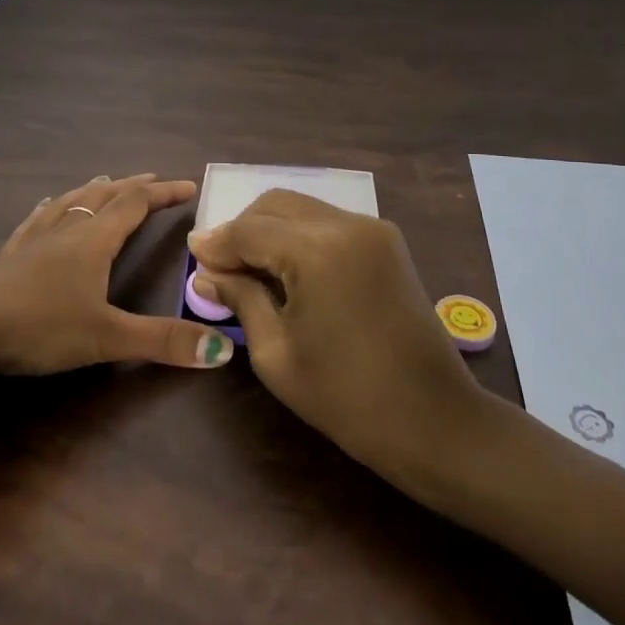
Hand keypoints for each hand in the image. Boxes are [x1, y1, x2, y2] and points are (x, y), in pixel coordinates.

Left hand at [0, 173, 234, 374]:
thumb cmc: (37, 326)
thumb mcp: (105, 337)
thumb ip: (161, 342)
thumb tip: (221, 350)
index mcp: (93, 240)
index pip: (135, 205)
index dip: (163, 194)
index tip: (188, 186)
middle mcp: (66, 231)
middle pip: (104, 197)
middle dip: (132, 187)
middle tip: (153, 179)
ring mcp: (34, 241)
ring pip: (70, 203)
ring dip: (94, 190)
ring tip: (106, 180)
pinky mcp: (9, 257)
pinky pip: (36, 221)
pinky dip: (51, 209)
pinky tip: (46, 207)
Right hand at [188, 190, 479, 481]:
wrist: (434, 420)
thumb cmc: (346, 397)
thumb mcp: (276, 353)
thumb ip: (241, 299)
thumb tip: (207, 272)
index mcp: (317, 250)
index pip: (249, 230)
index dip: (216, 242)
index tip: (190, 254)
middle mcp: (346, 224)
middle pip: (275, 204)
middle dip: (242, 229)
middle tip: (221, 266)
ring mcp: (373, 229)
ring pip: (302, 208)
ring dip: (271, 229)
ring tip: (251, 269)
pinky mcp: (388, 242)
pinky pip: (329, 222)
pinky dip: (300, 235)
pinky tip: (289, 268)